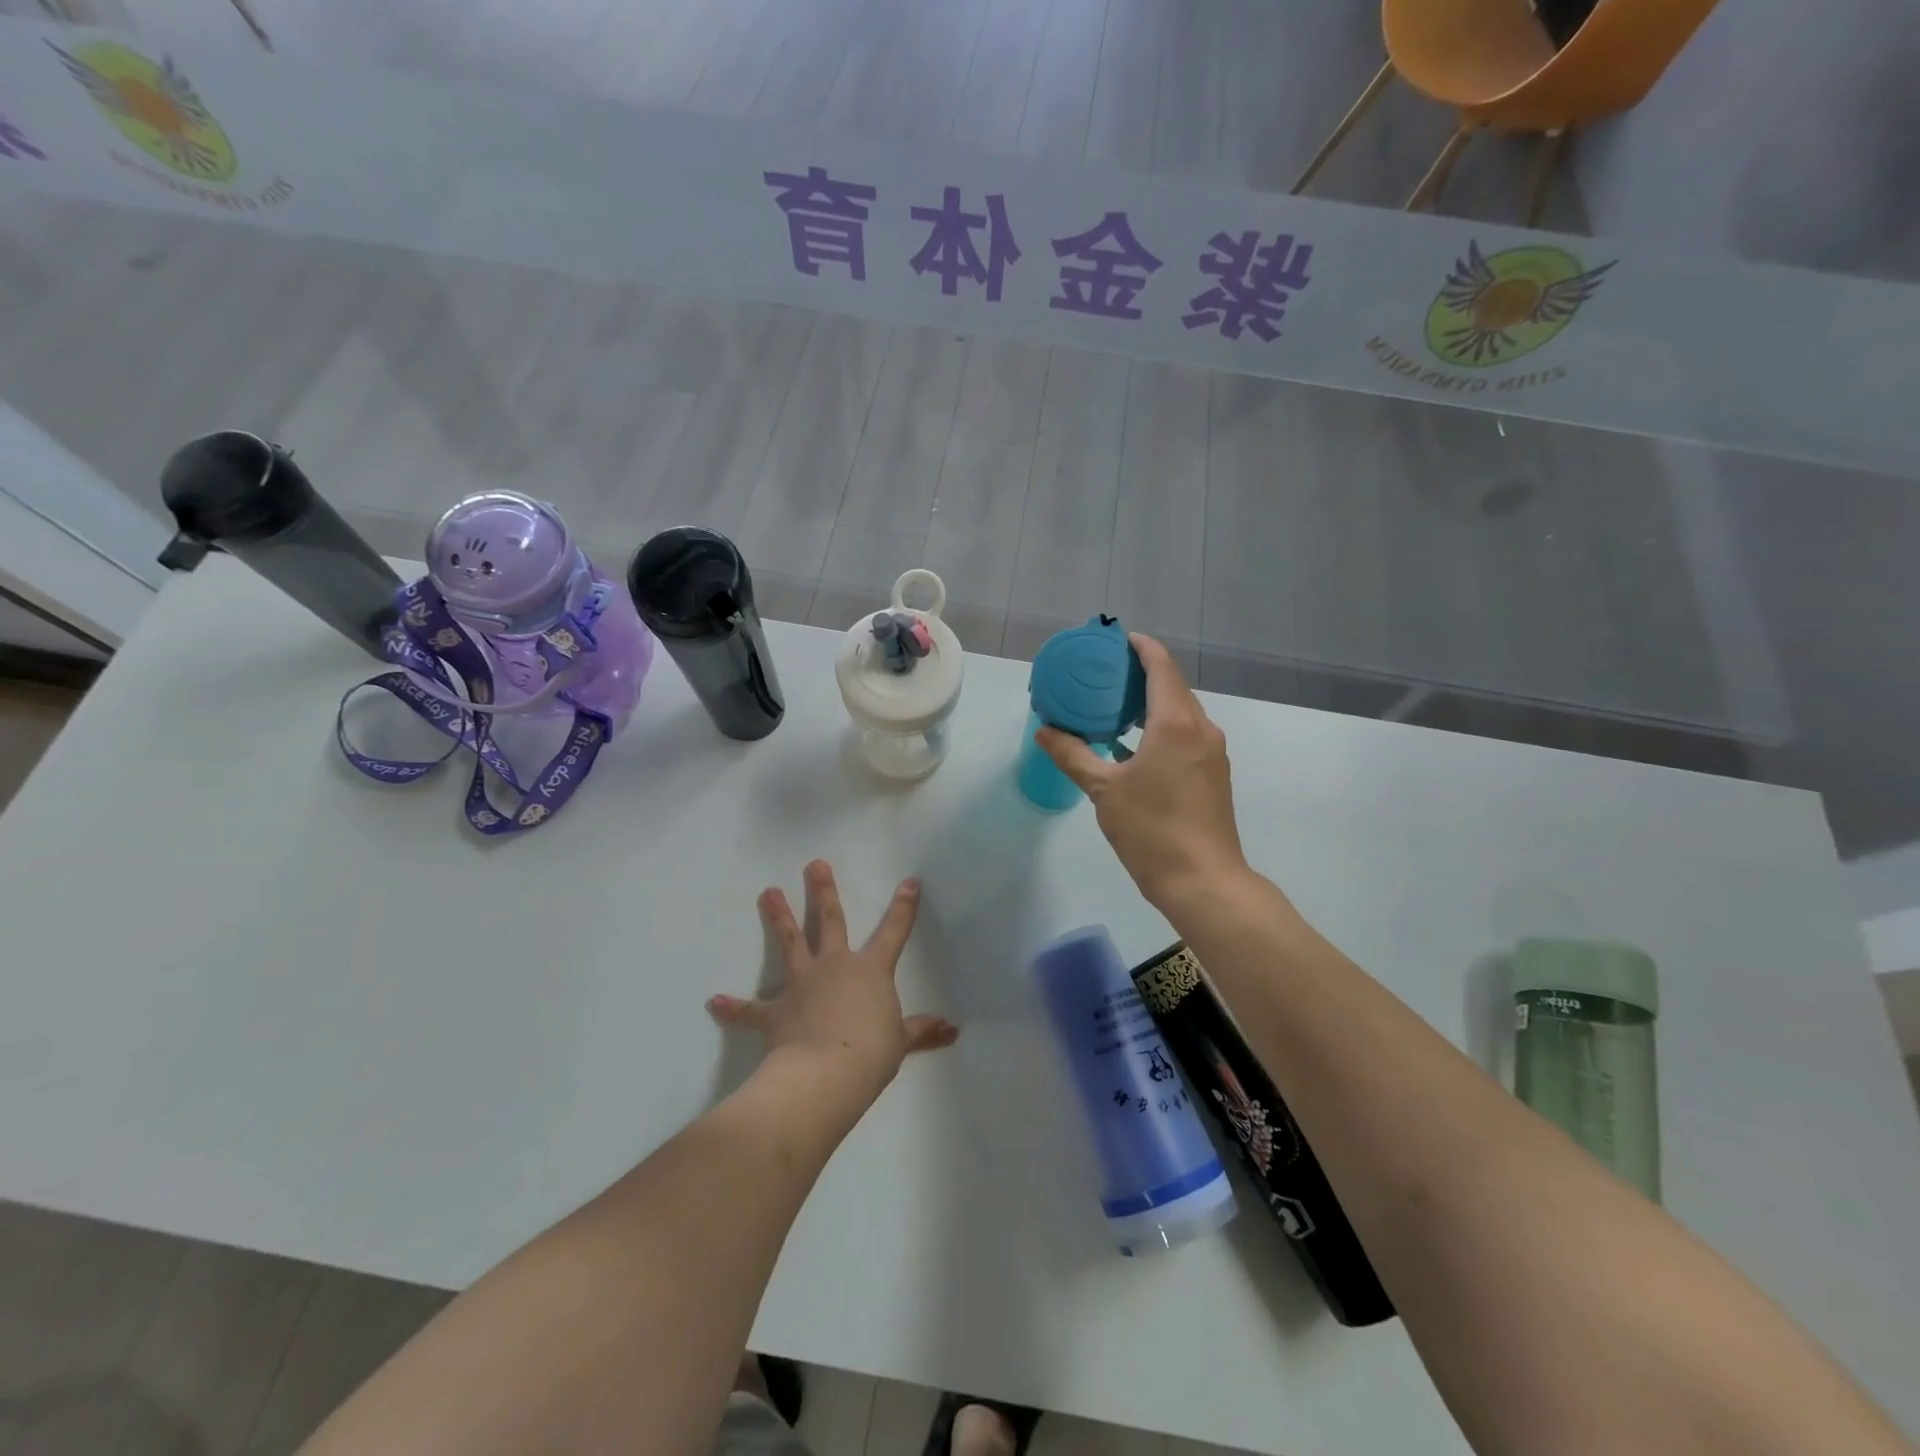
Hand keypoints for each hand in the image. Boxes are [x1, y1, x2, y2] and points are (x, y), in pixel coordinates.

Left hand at [706, 861, 958, 1113]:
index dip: (903, 907)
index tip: (908, 882)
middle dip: (822, 891)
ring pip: (789, 942)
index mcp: (870, 970)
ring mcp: (802, 984)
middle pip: (829, 920)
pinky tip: (714, 1001)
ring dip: (778, 917)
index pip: (893, 932)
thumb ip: (921, 1031)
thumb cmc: (870, 1054)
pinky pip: (751, 1008)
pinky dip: (734, 1007)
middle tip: (814, 864)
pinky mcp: (776, 1011)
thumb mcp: (900, 1042)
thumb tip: (952, 1030)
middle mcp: (834, 966)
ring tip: (767, 891)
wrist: (825, 1074)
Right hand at [1036, 633, 1247, 910]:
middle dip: (1141, 674)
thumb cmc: (1152, 829)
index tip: (1116, 640)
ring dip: (1151, 702)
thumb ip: (1073, 754)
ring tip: (1114, 706)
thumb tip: (1045, 731)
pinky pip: (1186, 734)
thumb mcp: (1103, 790)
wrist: (1203, 881)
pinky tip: (1133, 744)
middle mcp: (1201, 728)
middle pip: (1172, 686)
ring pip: (1181, 712)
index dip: (1140, 647)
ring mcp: (1211, 752)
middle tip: (1104, 673)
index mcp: (1176, 722)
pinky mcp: (1213, 774)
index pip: (1160, 666)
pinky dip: (1160, 727)